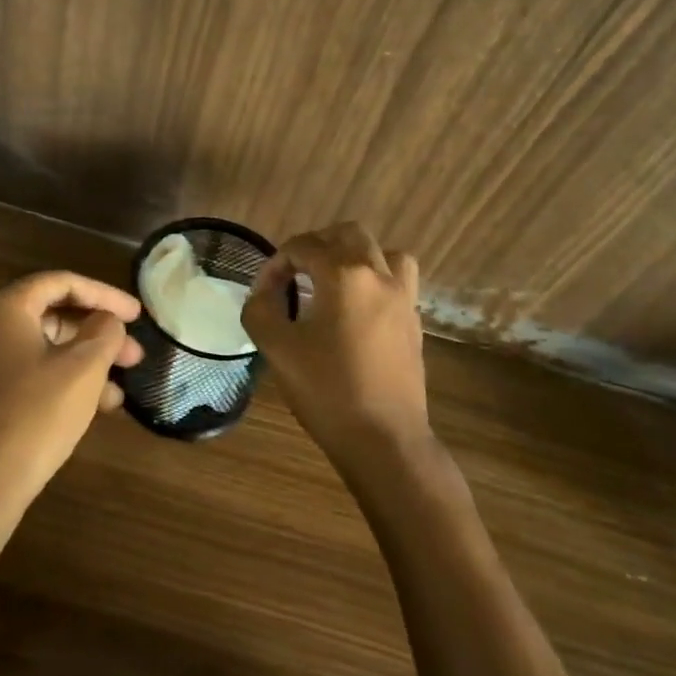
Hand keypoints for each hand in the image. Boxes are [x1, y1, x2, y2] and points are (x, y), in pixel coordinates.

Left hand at [0, 272, 143, 517]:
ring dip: (87, 363)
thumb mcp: (82, 369)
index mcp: (6, 308)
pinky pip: (33, 377)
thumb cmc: (32, 417)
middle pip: (54, 315)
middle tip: (135, 355)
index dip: (106, 294)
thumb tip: (109, 320)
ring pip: (47, 350)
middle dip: (99, 333)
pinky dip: (66, 384)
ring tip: (122, 389)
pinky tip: (96, 410)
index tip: (138, 315)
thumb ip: (104, 333)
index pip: (63, 282)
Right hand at [242, 223, 431, 475]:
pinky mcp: (414, 323)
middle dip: (317, 245)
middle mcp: (379, 276)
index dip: (276, 263)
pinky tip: (355, 311)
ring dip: (356, 256)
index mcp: (345, 275)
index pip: (304, 247)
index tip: (262, 291)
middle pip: (349, 234)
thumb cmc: (328, 391)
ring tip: (332, 281)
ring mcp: (403, 299)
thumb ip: (261, 310)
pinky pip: (397, 282)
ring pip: (385, 253)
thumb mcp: (278, 349)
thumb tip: (263, 294)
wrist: (385, 440)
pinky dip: (375, 281)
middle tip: (294, 272)